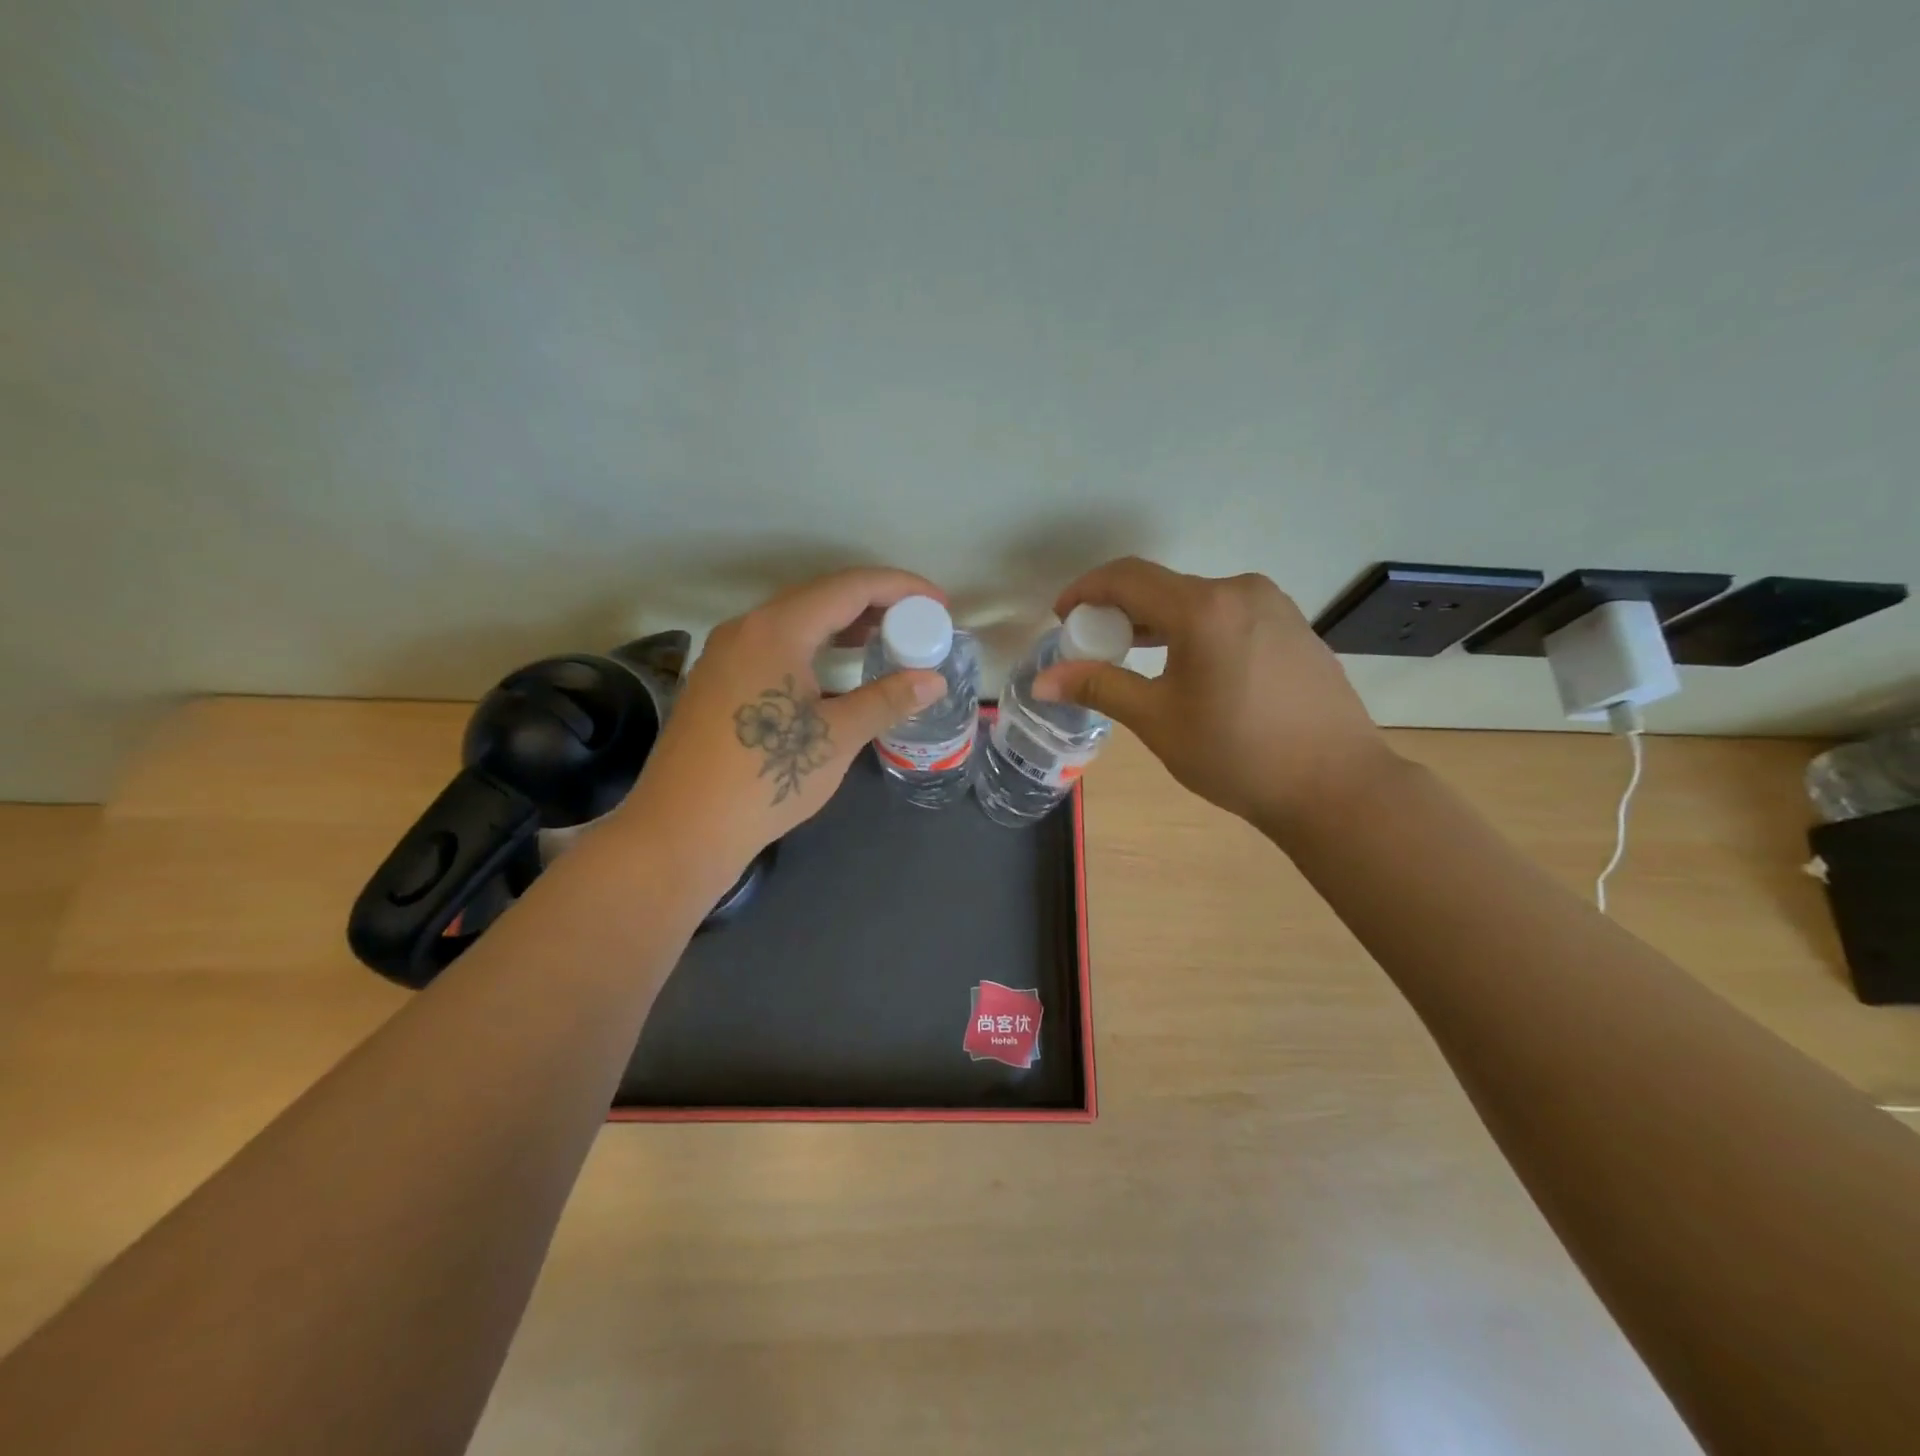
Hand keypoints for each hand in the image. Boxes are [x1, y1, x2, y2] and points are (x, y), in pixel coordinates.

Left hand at [620, 568, 947, 869]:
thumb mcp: (836, 738)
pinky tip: (834, 671)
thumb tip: (933, 680)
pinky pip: (775, 645)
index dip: (900, 588)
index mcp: (777, 630)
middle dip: (875, 604)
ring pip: (795, 621)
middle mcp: (746, 628)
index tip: (938, 604)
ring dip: (843, 625)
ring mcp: (725, 654)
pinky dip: (814, 646)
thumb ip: (886, 700)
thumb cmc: (764, 779)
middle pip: (821, 597)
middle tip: (917, 623)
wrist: (681, 831)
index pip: (850, 587)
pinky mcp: (717, 681)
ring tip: (886, 640)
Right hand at [1031, 557, 1394, 835]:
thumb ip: (1099, 687)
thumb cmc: (1237, 755)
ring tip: (1133, 657)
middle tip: (1093, 646)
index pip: (1128, 577)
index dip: (1086, 591)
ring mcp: (1275, 606)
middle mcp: (1241, 591)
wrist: (1337, 786)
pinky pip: (1228, 615)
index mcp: (1204, 607)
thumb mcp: (1158, 721)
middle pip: (1163, 586)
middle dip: (1120, 611)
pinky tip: (1187, 667)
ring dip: (1157, 622)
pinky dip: (1194, 630)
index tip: (1062, 617)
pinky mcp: (1294, 627)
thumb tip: (1043, 681)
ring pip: (1197, 601)